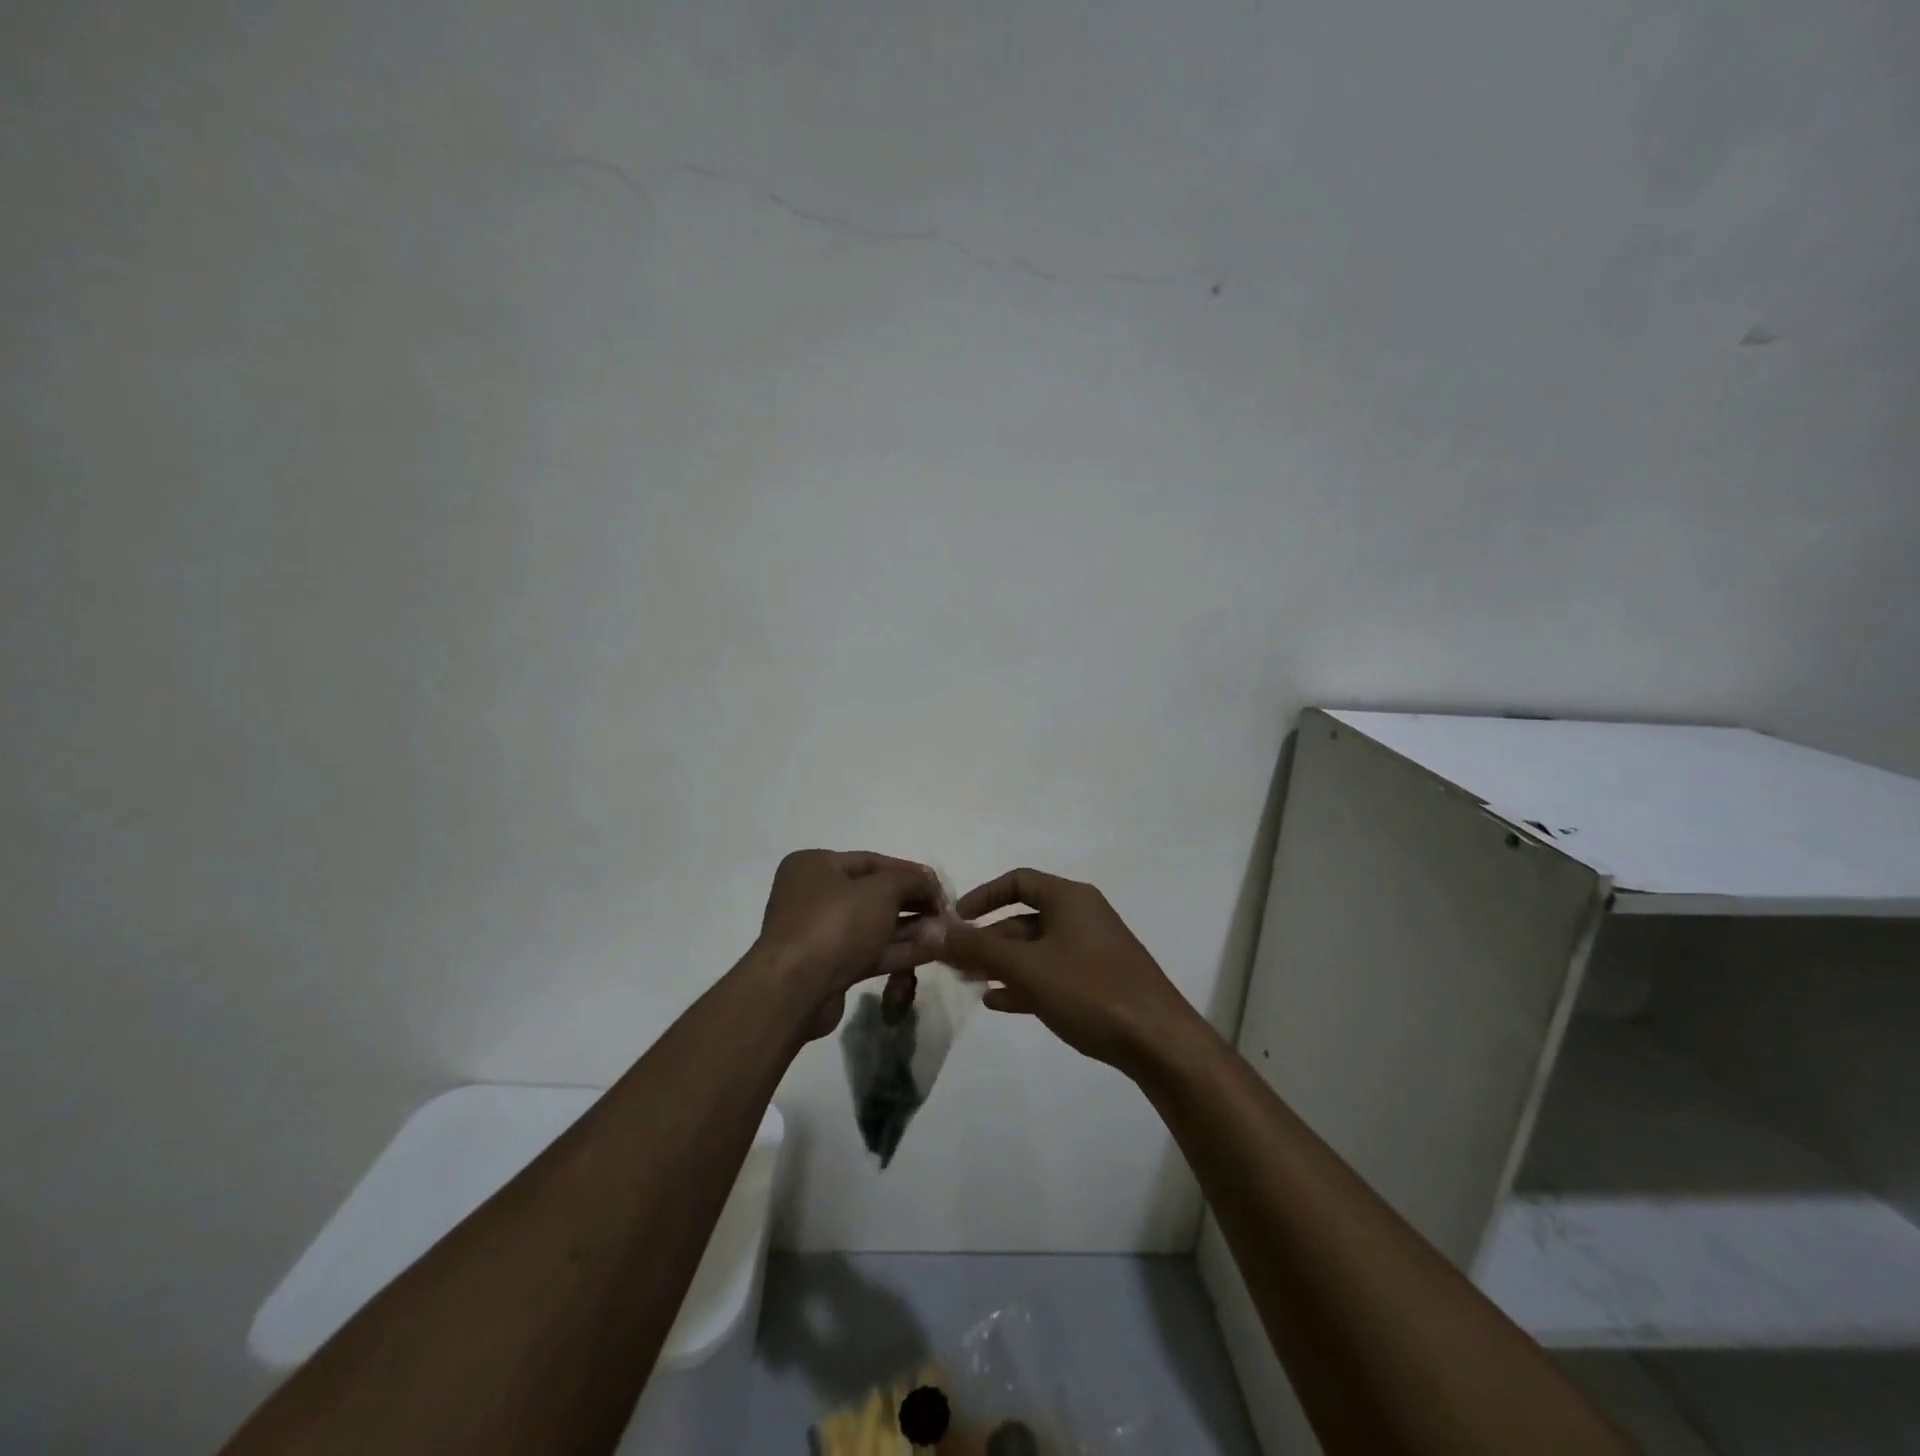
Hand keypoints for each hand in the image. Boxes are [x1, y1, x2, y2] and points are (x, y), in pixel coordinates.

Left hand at [756, 850, 942, 1039]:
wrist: (795, 989)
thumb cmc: (835, 923)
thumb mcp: (881, 890)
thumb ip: (911, 881)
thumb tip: (930, 885)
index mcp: (814, 866)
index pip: (871, 861)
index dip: (909, 872)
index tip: (939, 886)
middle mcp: (813, 895)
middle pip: (873, 894)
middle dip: (912, 903)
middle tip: (944, 912)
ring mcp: (820, 934)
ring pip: (874, 926)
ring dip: (910, 929)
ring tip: (944, 933)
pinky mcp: (829, 967)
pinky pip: (870, 951)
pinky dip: (899, 950)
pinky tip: (932, 950)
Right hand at [932, 868, 1197, 1072]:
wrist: (1158, 1042)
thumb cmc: (1090, 991)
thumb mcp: (1028, 967)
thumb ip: (979, 947)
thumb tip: (936, 929)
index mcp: (1070, 899)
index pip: (1018, 881)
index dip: (983, 896)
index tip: (955, 920)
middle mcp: (1081, 917)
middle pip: (1024, 918)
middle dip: (987, 938)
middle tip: (955, 961)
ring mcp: (1091, 951)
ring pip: (1036, 949)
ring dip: (1002, 963)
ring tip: (970, 982)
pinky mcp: (1097, 982)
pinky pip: (1051, 973)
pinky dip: (1024, 983)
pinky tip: (999, 1003)